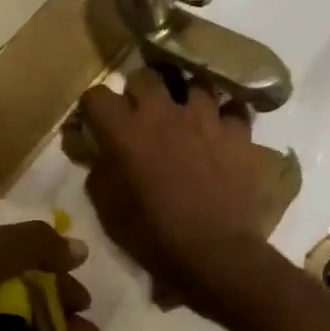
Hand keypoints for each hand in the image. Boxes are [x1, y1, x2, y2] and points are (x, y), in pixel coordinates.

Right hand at [78, 67, 275, 317]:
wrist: (215, 253)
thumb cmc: (154, 236)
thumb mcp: (109, 208)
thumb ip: (97, 168)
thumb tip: (90, 146)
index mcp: (126, 131)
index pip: (97, 95)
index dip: (93, 108)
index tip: (96, 122)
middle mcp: (165, 113)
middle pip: (146, 76)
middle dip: (140, 91)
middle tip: (142, 114)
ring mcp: (206, 118)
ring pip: (194, 83)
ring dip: (186, 98)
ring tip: (188, 117)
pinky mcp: (239, 133)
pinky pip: (233, 110)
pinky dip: (226, 118)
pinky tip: (223, 132)